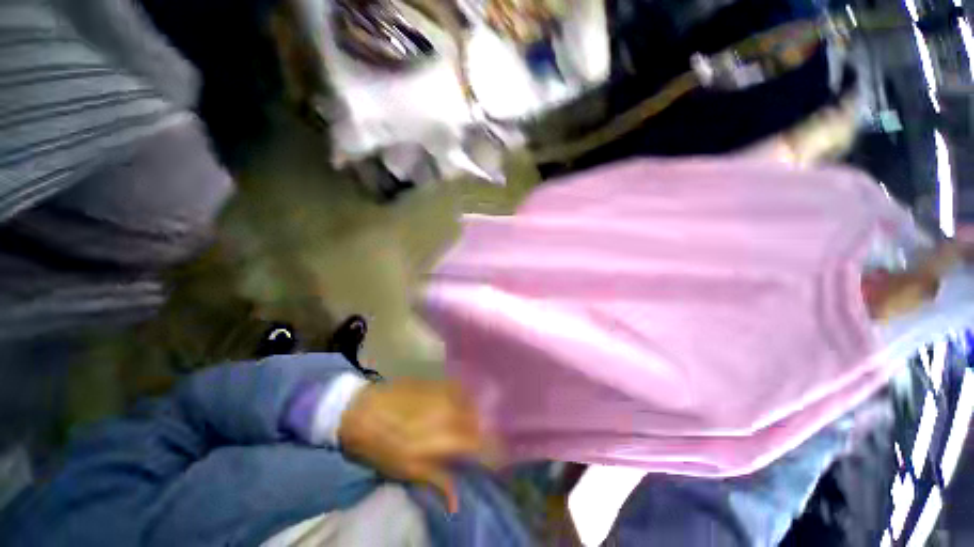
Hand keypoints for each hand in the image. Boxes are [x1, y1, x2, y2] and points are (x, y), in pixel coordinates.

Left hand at [337, 380, 482, 511]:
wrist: (353, 412)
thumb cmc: (380, 448)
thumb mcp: (408, 471)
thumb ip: (439, 482)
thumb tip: (457, 505)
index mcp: (446, 440)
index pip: (484, 448)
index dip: (495, 458)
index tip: (497, 466)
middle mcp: (451, 414)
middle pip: (484, 426)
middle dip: (489, 438)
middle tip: (483, 449)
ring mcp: (442, 395)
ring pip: (474, 406)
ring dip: (480, 419)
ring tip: (475, 429)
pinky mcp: (432, 383)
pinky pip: (459, 391)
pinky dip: (465, 401)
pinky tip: (460, 408)